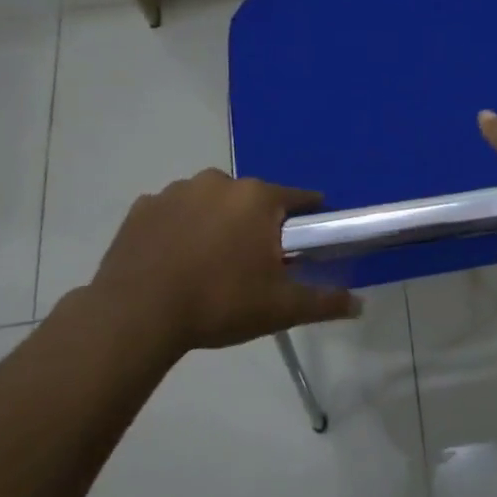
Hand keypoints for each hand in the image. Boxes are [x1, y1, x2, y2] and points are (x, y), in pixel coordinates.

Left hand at [82, 169, 360, 357]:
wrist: (137, 314)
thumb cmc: (220, 303)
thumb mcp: (281, 308)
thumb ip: (324, 302)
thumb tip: (359, 305)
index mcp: (257, 198)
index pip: (298, 198)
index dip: (308, 217)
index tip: (307, 239)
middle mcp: (218, 182)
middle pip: (252, 200)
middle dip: (257, 224)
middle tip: (254, 263)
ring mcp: (175, 191)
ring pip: (210, 203)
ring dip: (216, 223)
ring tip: (210, 264)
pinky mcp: (142, 208)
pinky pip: (173, 213)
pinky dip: (179, 229)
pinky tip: (175, 261)